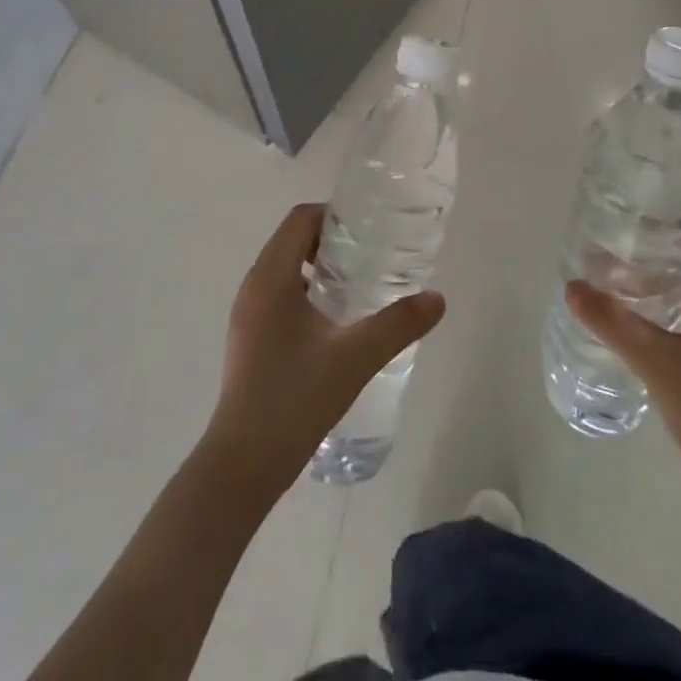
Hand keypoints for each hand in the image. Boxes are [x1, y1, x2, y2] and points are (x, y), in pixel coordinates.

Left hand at [204, 204, 445, 493]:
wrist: (243, 464)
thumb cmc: (294, 399)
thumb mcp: (355, 358)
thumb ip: (398, 325)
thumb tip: (437, 299)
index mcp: (271, 278)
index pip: (300, 219)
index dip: (334, 215)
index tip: (369, 228)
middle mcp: (253, 286)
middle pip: (292, 239)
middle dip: (331, 239)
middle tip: (372, 254)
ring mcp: (248, 313)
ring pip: (285, 267)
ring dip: (319, 265)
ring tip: (360, 283)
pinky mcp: (250, 336)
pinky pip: (280, 293)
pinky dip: (307, 290)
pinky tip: (337, 320)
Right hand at [566, 221, 680, 527]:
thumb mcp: (660, 367)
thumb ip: (613, 322)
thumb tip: (571, 286)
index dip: (676, 218)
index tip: (634, 214)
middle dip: (663, 249)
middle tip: (615, 244)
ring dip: (669, 281)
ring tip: (621, 277)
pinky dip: (680, 308)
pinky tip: (646, 320)